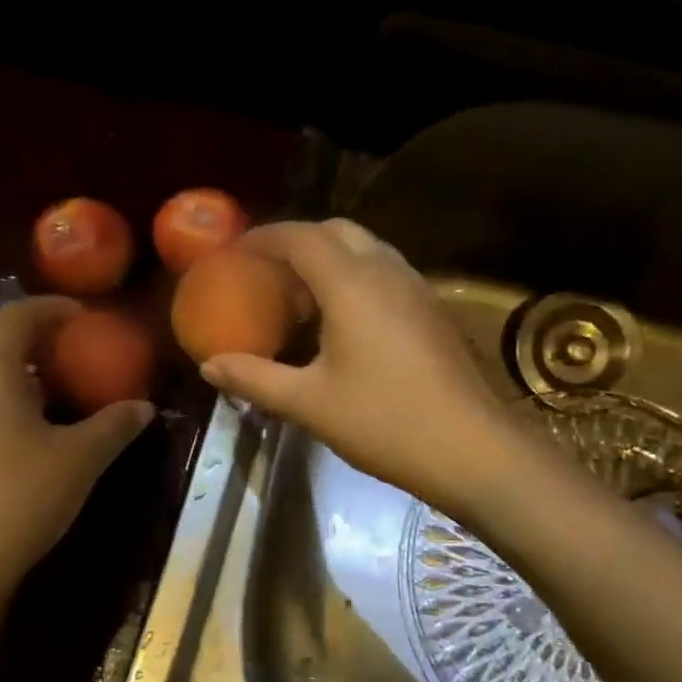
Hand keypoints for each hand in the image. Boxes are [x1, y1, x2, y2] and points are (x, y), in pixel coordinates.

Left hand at [0, 297, 154, 586]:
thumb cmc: (21, 496)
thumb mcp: (80, 459)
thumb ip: (114, 425)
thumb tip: (144, 407)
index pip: (16, 315)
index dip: (50, 308)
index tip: (81, 315)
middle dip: (13, 328)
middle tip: (52, 346)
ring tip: (34, 386)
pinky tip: (8, 427)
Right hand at [199, 219, 519, 515]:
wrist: (472, 450)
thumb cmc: (384, 422)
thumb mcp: (309, 403)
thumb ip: (254, 379)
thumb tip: (209, 367)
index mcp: (353, 284)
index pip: (301, 237)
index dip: (263, 238)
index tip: (234, 251)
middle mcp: (388, 272)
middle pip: (337, 232)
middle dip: (298, 242)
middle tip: (267, 273)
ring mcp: (418, 289)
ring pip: (368, 251)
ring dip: (330, 260)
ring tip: (301, 298)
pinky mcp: (435, 312)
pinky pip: (387, 275)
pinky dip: (356, 280)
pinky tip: (344, 324)